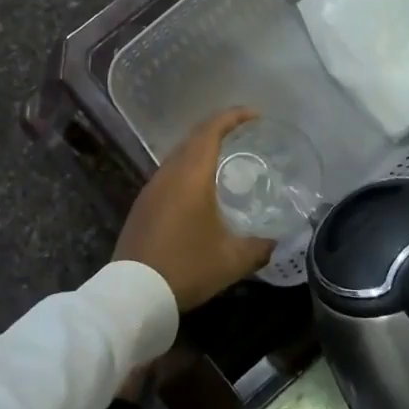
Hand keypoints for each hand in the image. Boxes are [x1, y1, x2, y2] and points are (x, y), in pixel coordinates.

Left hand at [113, 108, 274, 311]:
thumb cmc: (187, 267)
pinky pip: (169, 174)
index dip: (233, 117)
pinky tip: (200, 189)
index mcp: (191, 175)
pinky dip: (188, 169)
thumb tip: (275, 241)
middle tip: (244, 133)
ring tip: (225, 158)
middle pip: (194, 138)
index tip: (255, 115)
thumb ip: (259, 246)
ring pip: (179, 156)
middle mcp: (169, 174)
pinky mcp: (142, 205)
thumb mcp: (232, 260)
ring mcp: (151, 189)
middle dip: (219, 129)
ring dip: (201, 150)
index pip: (211, 130)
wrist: (134, 293)